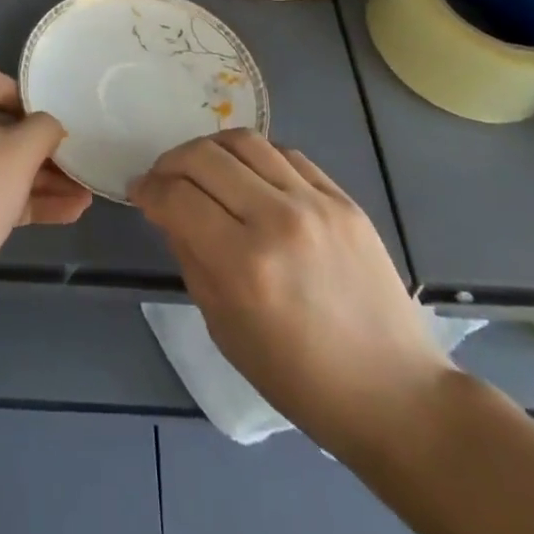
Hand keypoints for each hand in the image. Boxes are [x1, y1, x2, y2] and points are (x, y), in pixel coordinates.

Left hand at [0, 62, 91, 330]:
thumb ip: (44, 130)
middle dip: (39, 146)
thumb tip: (51, 125)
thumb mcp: (18, 155)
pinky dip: (19, 200)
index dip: (17, 91)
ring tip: (83, 195)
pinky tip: (65, 215)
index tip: (45, 116)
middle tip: (74, 161)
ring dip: (37, 178)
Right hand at [132, 130, 450, 453]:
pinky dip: (255, 158)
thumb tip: (169, 212)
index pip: (176, 197)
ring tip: (202, 168)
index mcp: (243, 265)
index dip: (148, 189)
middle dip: (171, 162)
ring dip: (210, 149)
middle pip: (204, 156)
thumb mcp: (225, 328)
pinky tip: (249, 177)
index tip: (139, 192)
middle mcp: (277, 220)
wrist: (393, 392)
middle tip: (164, 178)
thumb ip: (191, 258)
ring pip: (244, 141)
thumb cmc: (299, 378)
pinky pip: (286, 154)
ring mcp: (315, 203)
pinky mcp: (343, 199)